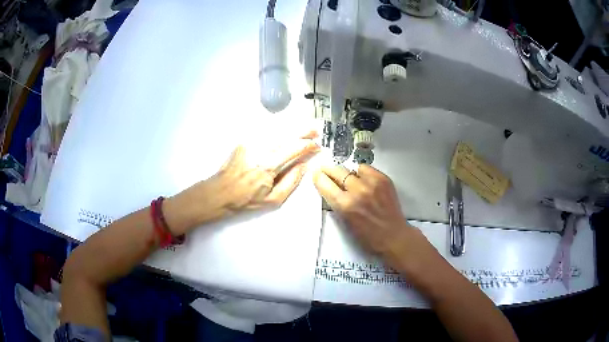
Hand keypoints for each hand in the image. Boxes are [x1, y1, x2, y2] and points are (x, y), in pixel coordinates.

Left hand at [165, 131, 319, 234]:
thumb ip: (291, 182)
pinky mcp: (244, 141)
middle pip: (285, 134)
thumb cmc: (246, 200)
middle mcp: (259, 150)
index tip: (317, 146)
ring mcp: (250, 143)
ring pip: (275, 130)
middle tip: (315, 130)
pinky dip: (278, 130)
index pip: (293, 149)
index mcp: (268, 166)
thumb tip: (303, 166)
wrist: (219, 192)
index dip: (307, 146)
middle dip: (303, 131)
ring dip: (292, 128)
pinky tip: (285, 131)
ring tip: (304, 129)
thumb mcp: (272, 200)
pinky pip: (265, 132)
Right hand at [312, 164, 423, 266]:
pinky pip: (366, 168)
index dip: (318, 178)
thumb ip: (337, 203)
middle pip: (336, 171)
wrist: (393, 236)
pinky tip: (363, 180)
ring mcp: (372, 183)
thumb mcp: (345, 221)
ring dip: (347, 173)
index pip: (324, 183)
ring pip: (351, 168)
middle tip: (325, 169)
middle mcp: (357, 191)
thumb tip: (329, 187)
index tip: (317, 174)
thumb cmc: (367, 236)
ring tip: (350, 180)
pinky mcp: (383, 179)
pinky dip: (362, 173)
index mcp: (345, 205)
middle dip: (328, 170)